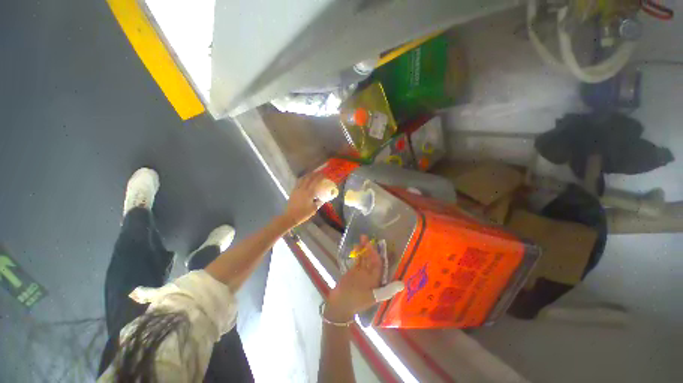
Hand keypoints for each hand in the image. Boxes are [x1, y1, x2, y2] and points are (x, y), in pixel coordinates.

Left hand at [282, 171, 326, 228]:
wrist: (290, 216)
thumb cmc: (303, 214)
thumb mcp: (314, 209)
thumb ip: (319, 202)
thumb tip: (322, 199)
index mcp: (309, 193)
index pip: (316, 182)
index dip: (320, 177)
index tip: (324, 175)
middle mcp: (303, 189)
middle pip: (309, 178)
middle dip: (314, 174)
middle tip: (319, 172)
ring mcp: (297, 189)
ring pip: (303, 179)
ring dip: (308, 175)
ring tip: (312, 174)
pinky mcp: (293, 191)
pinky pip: (298, 182)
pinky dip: (302, 179)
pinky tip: (304, 179)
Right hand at [325, 235, 404, 322]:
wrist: (339, 305)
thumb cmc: (355, 300)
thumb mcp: (372, 296)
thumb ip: (386, 290)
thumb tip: (403, 285)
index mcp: (376, 280)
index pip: (378, 263)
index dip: (375, 254)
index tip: (371, 245)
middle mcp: (369, 275)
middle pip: (370, 258)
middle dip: (368, 248)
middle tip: (364, 237)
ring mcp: (361, 272)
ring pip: (364, 258)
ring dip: (362, 249)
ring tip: (360, 239)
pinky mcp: (353, 272)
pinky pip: (357, 260)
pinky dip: (357, 253)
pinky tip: (355, 247)